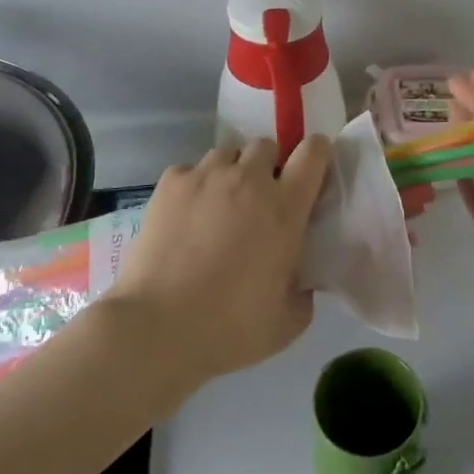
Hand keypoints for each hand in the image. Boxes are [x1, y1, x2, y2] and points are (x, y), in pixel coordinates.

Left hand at [107, 135, 332, 389]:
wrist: (157, 328)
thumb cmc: (229, 328)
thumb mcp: (286, 323)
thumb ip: (303, 292)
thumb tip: (300, 280)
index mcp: (284, 208)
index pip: (313, 152)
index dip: (316, 154)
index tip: (311, 172)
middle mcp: (248, 180)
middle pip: (266, 145)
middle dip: (267, 165)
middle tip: (258, 200)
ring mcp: (206, 176)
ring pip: (227, 153)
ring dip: (230, 172)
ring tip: (219, 205)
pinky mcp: (170, 182)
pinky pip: (190, 170)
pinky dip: (193, 186)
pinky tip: (185, 217)